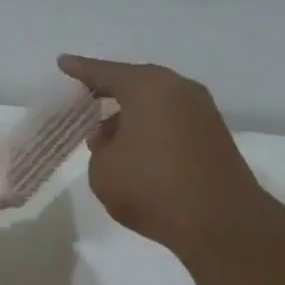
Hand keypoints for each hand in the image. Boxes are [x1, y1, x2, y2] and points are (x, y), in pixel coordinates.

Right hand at [57, 55, 266, 258]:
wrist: (220, 221)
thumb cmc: (152, 188)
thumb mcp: (103, 170)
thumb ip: (99, 147)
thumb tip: (113, 138)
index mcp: (148, 87)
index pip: (105, 73)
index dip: (80, 70)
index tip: (63, 63)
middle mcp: (179, 89)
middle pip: (136, 84)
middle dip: (110, 92)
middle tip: (85, 100)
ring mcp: (202, 112)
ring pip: (157, 104)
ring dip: (132, 115)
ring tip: (108, 135)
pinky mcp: (215, 136)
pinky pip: (173, 121)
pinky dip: (152, 129)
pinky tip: (138, 150)